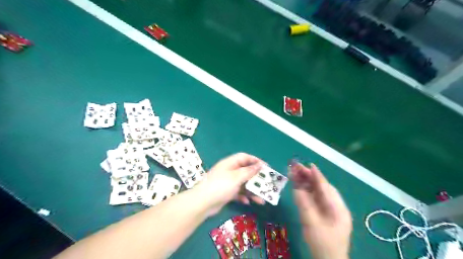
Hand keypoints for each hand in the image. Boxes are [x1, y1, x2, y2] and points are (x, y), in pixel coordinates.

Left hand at [197, 153, 266, 215]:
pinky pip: (238, 192)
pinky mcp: (226, 192)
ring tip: (261, 199)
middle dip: (256, 178)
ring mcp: (227, 182)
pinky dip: (243, 196)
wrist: (203, 202)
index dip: (255, 160)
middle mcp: (229, 171)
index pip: (244, 157)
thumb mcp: (236, 177)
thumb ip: (248, 171)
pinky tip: (247, 202)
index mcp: (230, 163)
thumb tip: (259, 165)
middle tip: (266, 183)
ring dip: (252, 190)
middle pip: (245, 171)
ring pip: (243, 184)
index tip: (265, 167)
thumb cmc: (221, 186)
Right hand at [290, 160, 353, 258]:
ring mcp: (330, 210)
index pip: (326, 188)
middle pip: (321, 187)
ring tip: (295, 173)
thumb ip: (304, 204)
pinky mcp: (324, 213)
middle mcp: (336, 206)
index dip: (316, 175)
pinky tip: (299, 185)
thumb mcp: (311, 224)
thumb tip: (296, 187)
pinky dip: (306, 190)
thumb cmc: (323, 244)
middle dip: (309, 176)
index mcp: (338, 208)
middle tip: (296, 167)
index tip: (308, 165)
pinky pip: (315, 198)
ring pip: (318, 191)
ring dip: (306, 182)